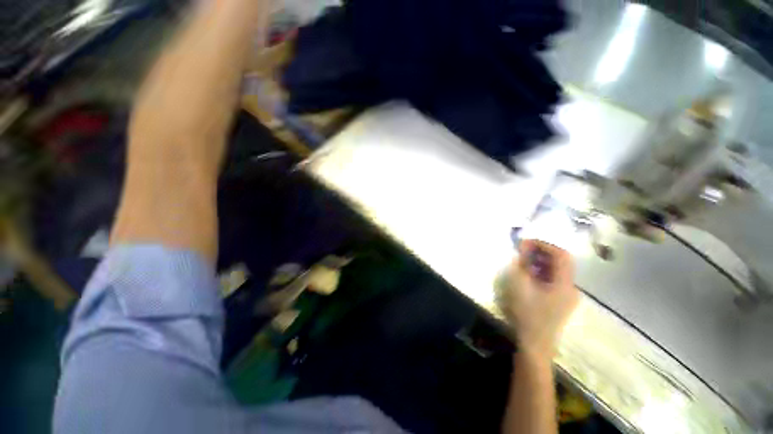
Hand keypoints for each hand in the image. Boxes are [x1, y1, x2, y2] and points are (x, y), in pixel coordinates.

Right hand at [501, 240, 578, 359]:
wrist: (534, 344)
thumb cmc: (526, 313)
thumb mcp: (519, 285)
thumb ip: (521, 263)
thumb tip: (524, 247)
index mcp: (564, 283)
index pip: (561, 255)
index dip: (544, 244)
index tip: (525, 242)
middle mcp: (570, 287)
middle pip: (561, 262)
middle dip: (541, 252)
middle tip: (522, 249)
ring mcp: (567, 295)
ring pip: (557, 270)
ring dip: (541, 261)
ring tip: (523, 260)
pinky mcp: (560, 301)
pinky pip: (553, 279)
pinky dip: (542, 272)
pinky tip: (528, 273)